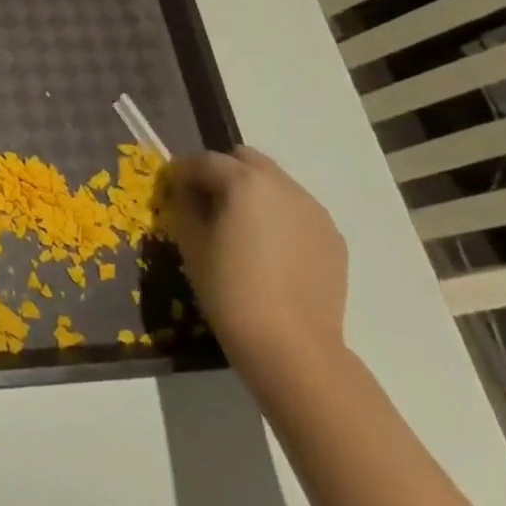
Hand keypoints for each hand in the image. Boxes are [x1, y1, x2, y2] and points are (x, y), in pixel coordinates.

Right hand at [171, 146, 347, 391]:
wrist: (292, 346)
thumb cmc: (230, 290)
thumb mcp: (191, 242)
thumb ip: (185, 205)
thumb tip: (186, 192)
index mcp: (245, 182)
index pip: (204, 161)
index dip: (183, 173)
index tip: (173, 191)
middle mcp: (283, 186)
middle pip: (245, 159)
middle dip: (222, 172)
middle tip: (207, 204)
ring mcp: (314, 211)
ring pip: (274, 183)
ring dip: (252, 192)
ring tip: (241, 229)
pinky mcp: (332, 237)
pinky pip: (297, 210)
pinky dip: (278, 216)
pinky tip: (269, 251)